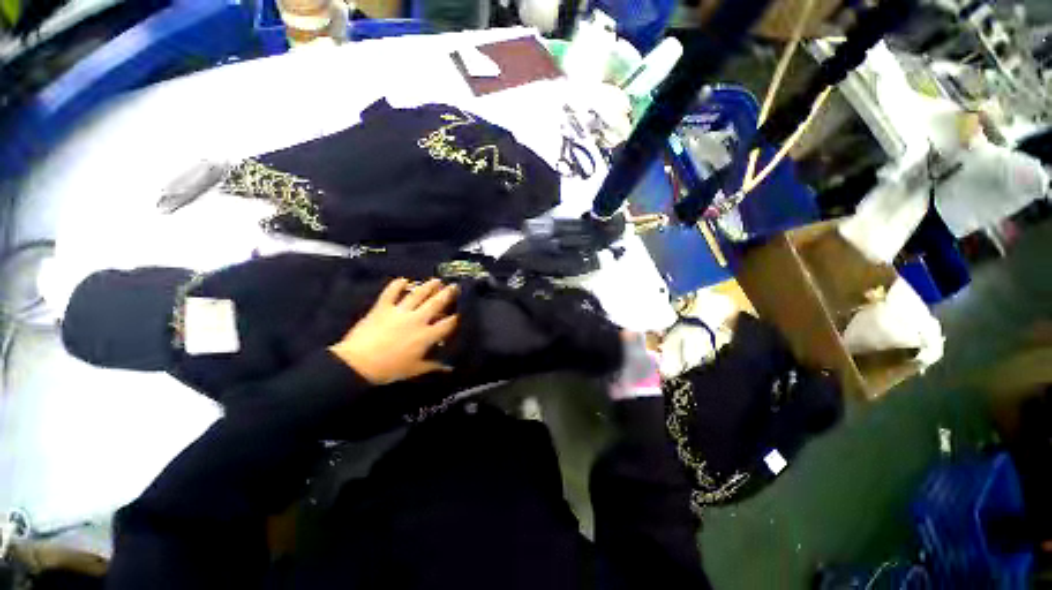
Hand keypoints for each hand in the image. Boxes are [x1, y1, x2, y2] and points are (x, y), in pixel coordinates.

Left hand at [329, 278, 458, 384]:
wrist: (357, 363)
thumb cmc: (389, 369)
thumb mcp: (414, 370)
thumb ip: (433, 366)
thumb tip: (449, 369)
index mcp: (426, 335)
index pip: (446, 324)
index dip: (455, 318)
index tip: (460, 313)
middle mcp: (417, 319)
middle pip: (436, 303)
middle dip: (447, 294)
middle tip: (454, 286)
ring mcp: (399, 311)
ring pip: (417, 295)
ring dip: (428, 286)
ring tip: (436, 280)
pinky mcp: (383, 307)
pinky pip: (391, 292)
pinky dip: (397, 285)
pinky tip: (403, 280)